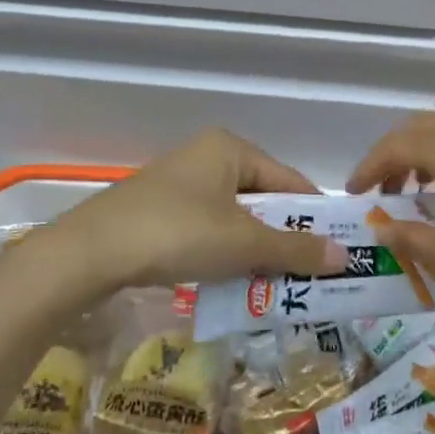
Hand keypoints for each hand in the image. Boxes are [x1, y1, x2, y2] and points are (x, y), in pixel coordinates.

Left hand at [39, 129, 343, 296]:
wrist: (88, 254)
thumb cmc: (176, 233)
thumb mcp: (242, 243)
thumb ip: (295, 249)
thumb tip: (346, 257)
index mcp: (230, 148)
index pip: (290, 181)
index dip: (315, 215)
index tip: (337, 249)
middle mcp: (206, 157)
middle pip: (262, 199)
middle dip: (284, 237)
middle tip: (310, 274)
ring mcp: (179, 183)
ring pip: (234, 217)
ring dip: (255, 250)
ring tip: (276, 285)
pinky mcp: (157, 210)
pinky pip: (207, 228)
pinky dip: (225, 252)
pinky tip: (232, 282)